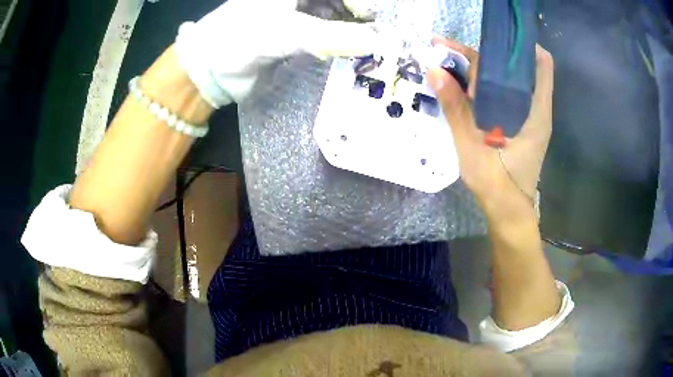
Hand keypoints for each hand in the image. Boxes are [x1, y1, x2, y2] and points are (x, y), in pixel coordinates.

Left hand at [175, 0, 386, 108]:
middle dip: (358, 13)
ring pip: (334, 15)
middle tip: (376, 33)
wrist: (209, 69)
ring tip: (366, 45)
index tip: (370, 16)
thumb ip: (333, 36)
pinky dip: (338, 42)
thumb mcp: (287, 32)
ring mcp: (297, 15)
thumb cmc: (241, 38)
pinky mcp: (295, 36)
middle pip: (337, 1)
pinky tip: (347, 52)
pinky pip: (325, 34)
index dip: (358, 1)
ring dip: (351, 29)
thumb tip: (376, 41)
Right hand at [427, 38, 553, 216]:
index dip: (518, 44)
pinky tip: (466, 86)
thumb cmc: (496, 184)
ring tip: (452, 65)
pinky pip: (507, 93)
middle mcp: (537, 109)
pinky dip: (487, 84)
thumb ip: (455, 107)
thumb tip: (434, 69)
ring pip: (511, 80)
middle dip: (488, 53)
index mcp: (536, 111)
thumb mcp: (472, 145)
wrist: (507, 213)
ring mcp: (530, 117)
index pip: (540, 63)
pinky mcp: (522, 124)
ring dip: (484, 68)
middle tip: (451, 51)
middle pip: (518, 67)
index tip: (489, 37)